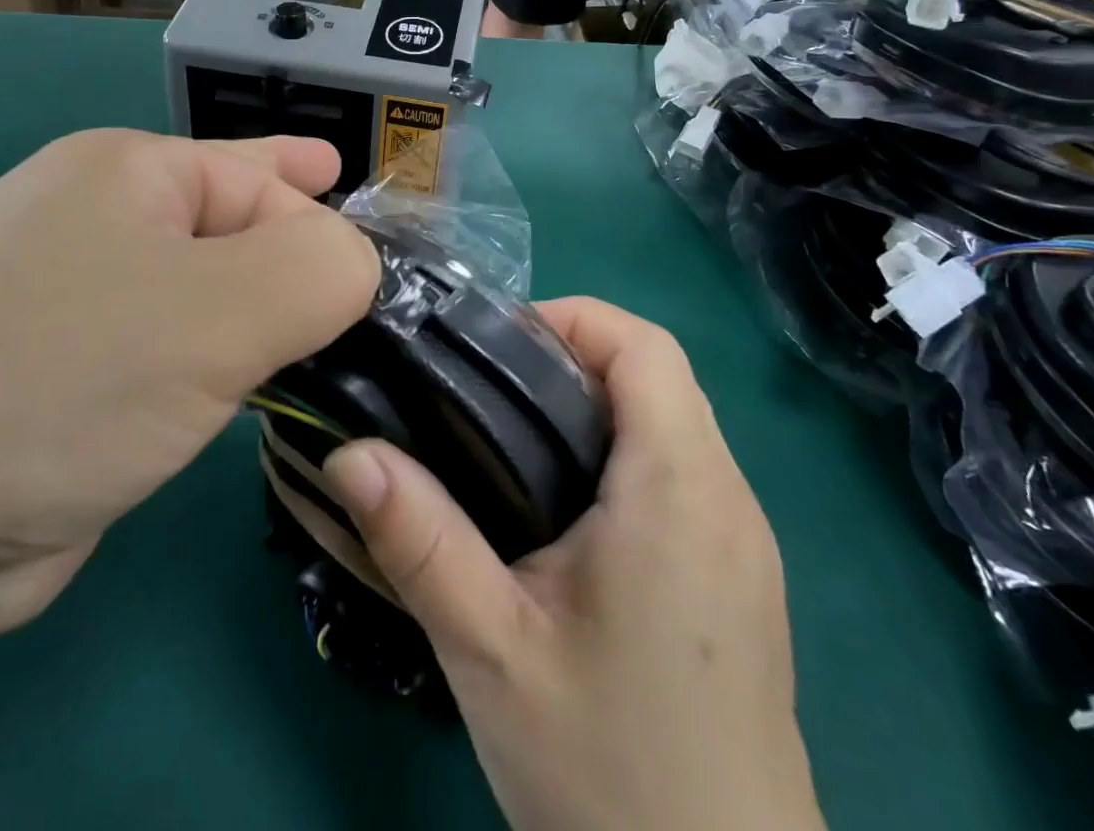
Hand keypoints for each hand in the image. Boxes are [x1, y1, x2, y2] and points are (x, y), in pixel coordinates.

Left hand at [0, 130, 380, 830]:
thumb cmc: (60, 381)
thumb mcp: (220, 312)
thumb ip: (322, 269)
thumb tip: (358, 264)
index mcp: (126, 170)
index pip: (264, 177)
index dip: (324, 219)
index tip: (377, 272)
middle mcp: (94, 219)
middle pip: (233, 227)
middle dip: (295, 265)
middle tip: (356, 304)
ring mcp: (70, 297)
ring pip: (203, 294)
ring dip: (253, 324)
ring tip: (307, 348)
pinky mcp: (62, 374)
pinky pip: (168, 351)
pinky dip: (211, 369)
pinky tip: (236, 389)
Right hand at [323, 298, 824, 830]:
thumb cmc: (613, 774)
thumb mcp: (493, 651)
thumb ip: (420, 541)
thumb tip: (349, 451)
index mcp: (679, 487)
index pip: (646, 345)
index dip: (572, 319)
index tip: (496, 348)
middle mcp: (728, 495)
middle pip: (657, 375)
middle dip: (571, 360)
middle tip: (486, 395)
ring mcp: (744, 539)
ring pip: (671, 422)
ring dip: (596, 407)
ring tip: (510, 444)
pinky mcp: (741, 577)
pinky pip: (684, 473)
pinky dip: (624, 454)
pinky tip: (565, 513)